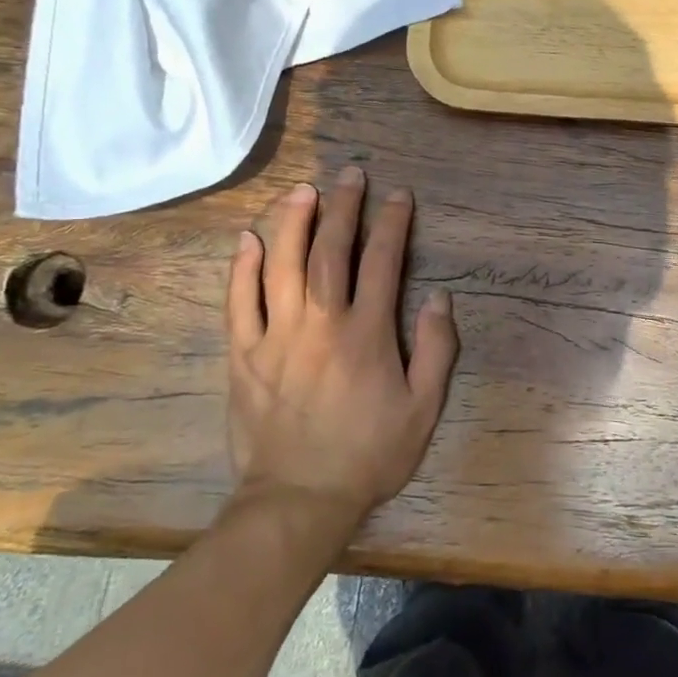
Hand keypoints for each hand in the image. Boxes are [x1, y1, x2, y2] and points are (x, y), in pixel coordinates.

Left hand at [226, 167, 458, 526]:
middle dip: (344, 207)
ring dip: (294, 222)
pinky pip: (239, 302)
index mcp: (366, 333)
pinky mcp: (244, 355)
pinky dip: (242, 268)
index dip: (393, 223)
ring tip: (303, 190)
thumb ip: (436, 349)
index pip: (383, 261)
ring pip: (282, 265)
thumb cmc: (368, 454)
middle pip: (331, 250)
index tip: (398, 195)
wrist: (298, 502)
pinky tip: (249, 239)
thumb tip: (438, 297)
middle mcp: (320, 322)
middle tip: (350, 174)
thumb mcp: (423, 409)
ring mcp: (276, 336)